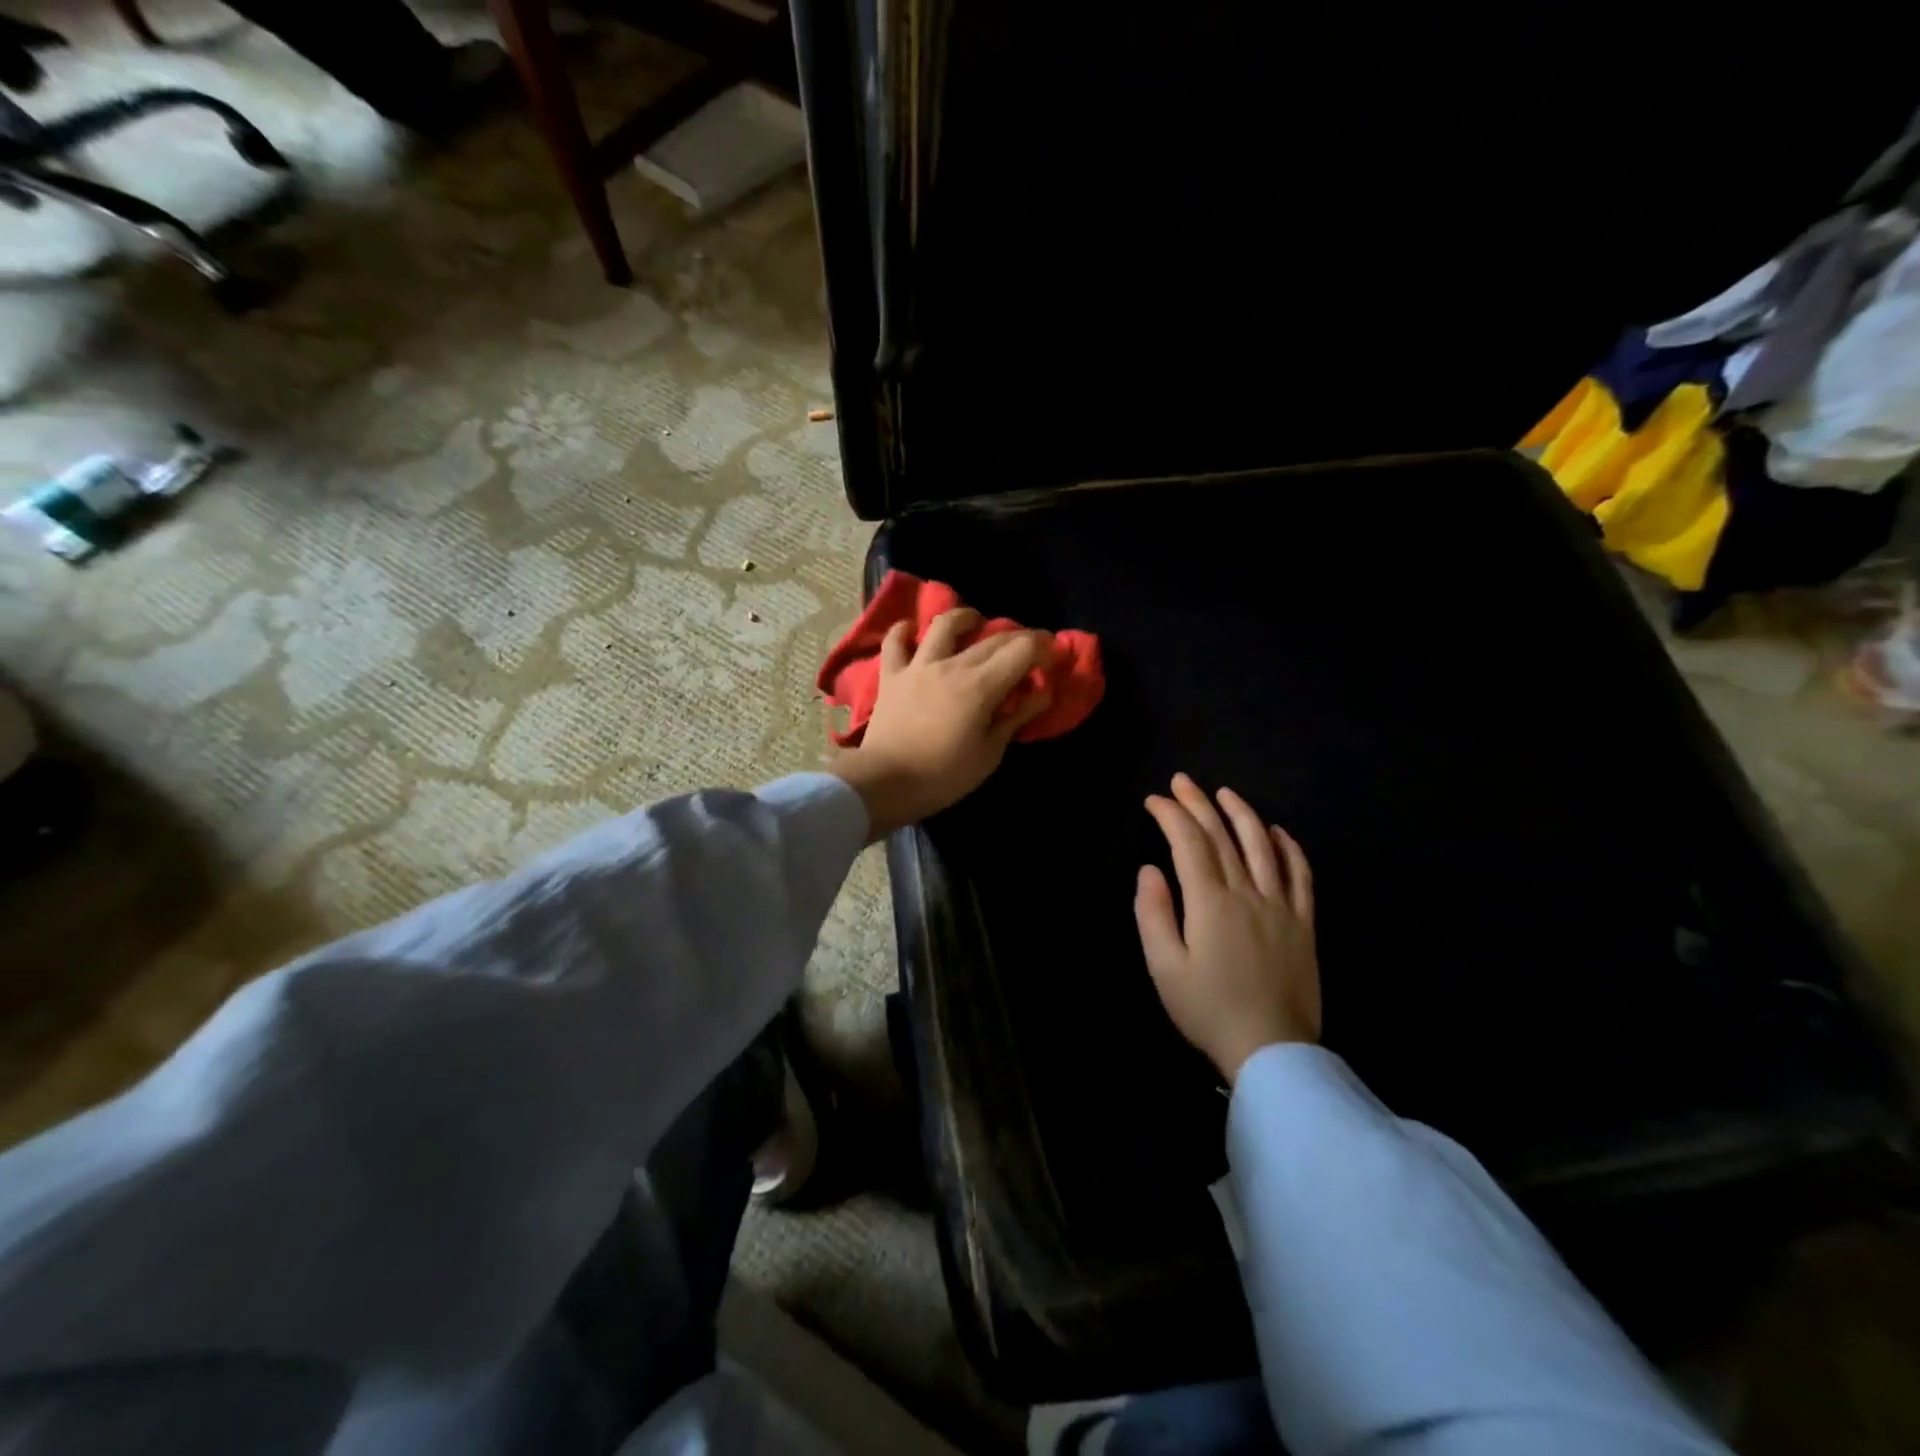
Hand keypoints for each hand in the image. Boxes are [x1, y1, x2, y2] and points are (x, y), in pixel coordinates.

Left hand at [829, 608, 1051, 838]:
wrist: (885, 782)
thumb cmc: (943, 775)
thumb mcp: (990, 753)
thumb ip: (1016, 717)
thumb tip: (1041, 693)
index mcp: (981, 685)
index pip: (1022, 650)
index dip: (1044, 649)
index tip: (1053, 659)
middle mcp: (952, 664)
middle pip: (992, 638)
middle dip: (1018, 639)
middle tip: (1028, 651)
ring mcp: (918, 665)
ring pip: (944, 625)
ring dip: (965, 618)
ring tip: (975, 623)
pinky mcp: (891, 675)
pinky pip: (895, 641)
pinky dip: (904, 631)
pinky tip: (913, 630)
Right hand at [1135, 773, 1319, 1082]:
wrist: (1271, 1050)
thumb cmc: (1208, 1009)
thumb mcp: (1163, 967)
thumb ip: (1153, 913)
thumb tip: (1150, 870)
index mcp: (1210, 903)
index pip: (1188, 843)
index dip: (1171, 815)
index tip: (1153, 800)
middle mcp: (1247, 893)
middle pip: (1222, 836)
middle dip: (1198, 804)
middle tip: (1182, 781)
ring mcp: (1280, 906)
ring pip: (1262, 846)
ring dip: (1242, 814)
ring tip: (1225, 794)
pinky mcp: (1303, 923)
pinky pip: (1301, 876)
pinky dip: (1290, 849)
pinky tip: (1279, 832)